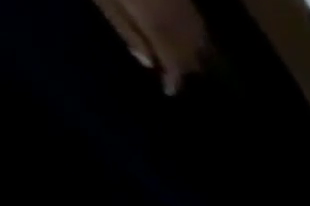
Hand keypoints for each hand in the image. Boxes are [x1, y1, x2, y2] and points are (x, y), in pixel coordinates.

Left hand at [93, 0, 211, 94]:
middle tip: (172, 72)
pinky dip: (196, 38)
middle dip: (183, 68)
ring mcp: (188, 14)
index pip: (176, 67)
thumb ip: (127, 31)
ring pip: (202, 47)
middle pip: (192, 59)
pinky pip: (200, 29)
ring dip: (193, 55)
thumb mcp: (104, 0)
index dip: (174, 81)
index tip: (169, 91)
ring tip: (181, 57)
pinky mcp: (189, 2)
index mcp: (160, 31)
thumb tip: (147, 62)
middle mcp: (182, 28)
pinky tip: (185, 36)